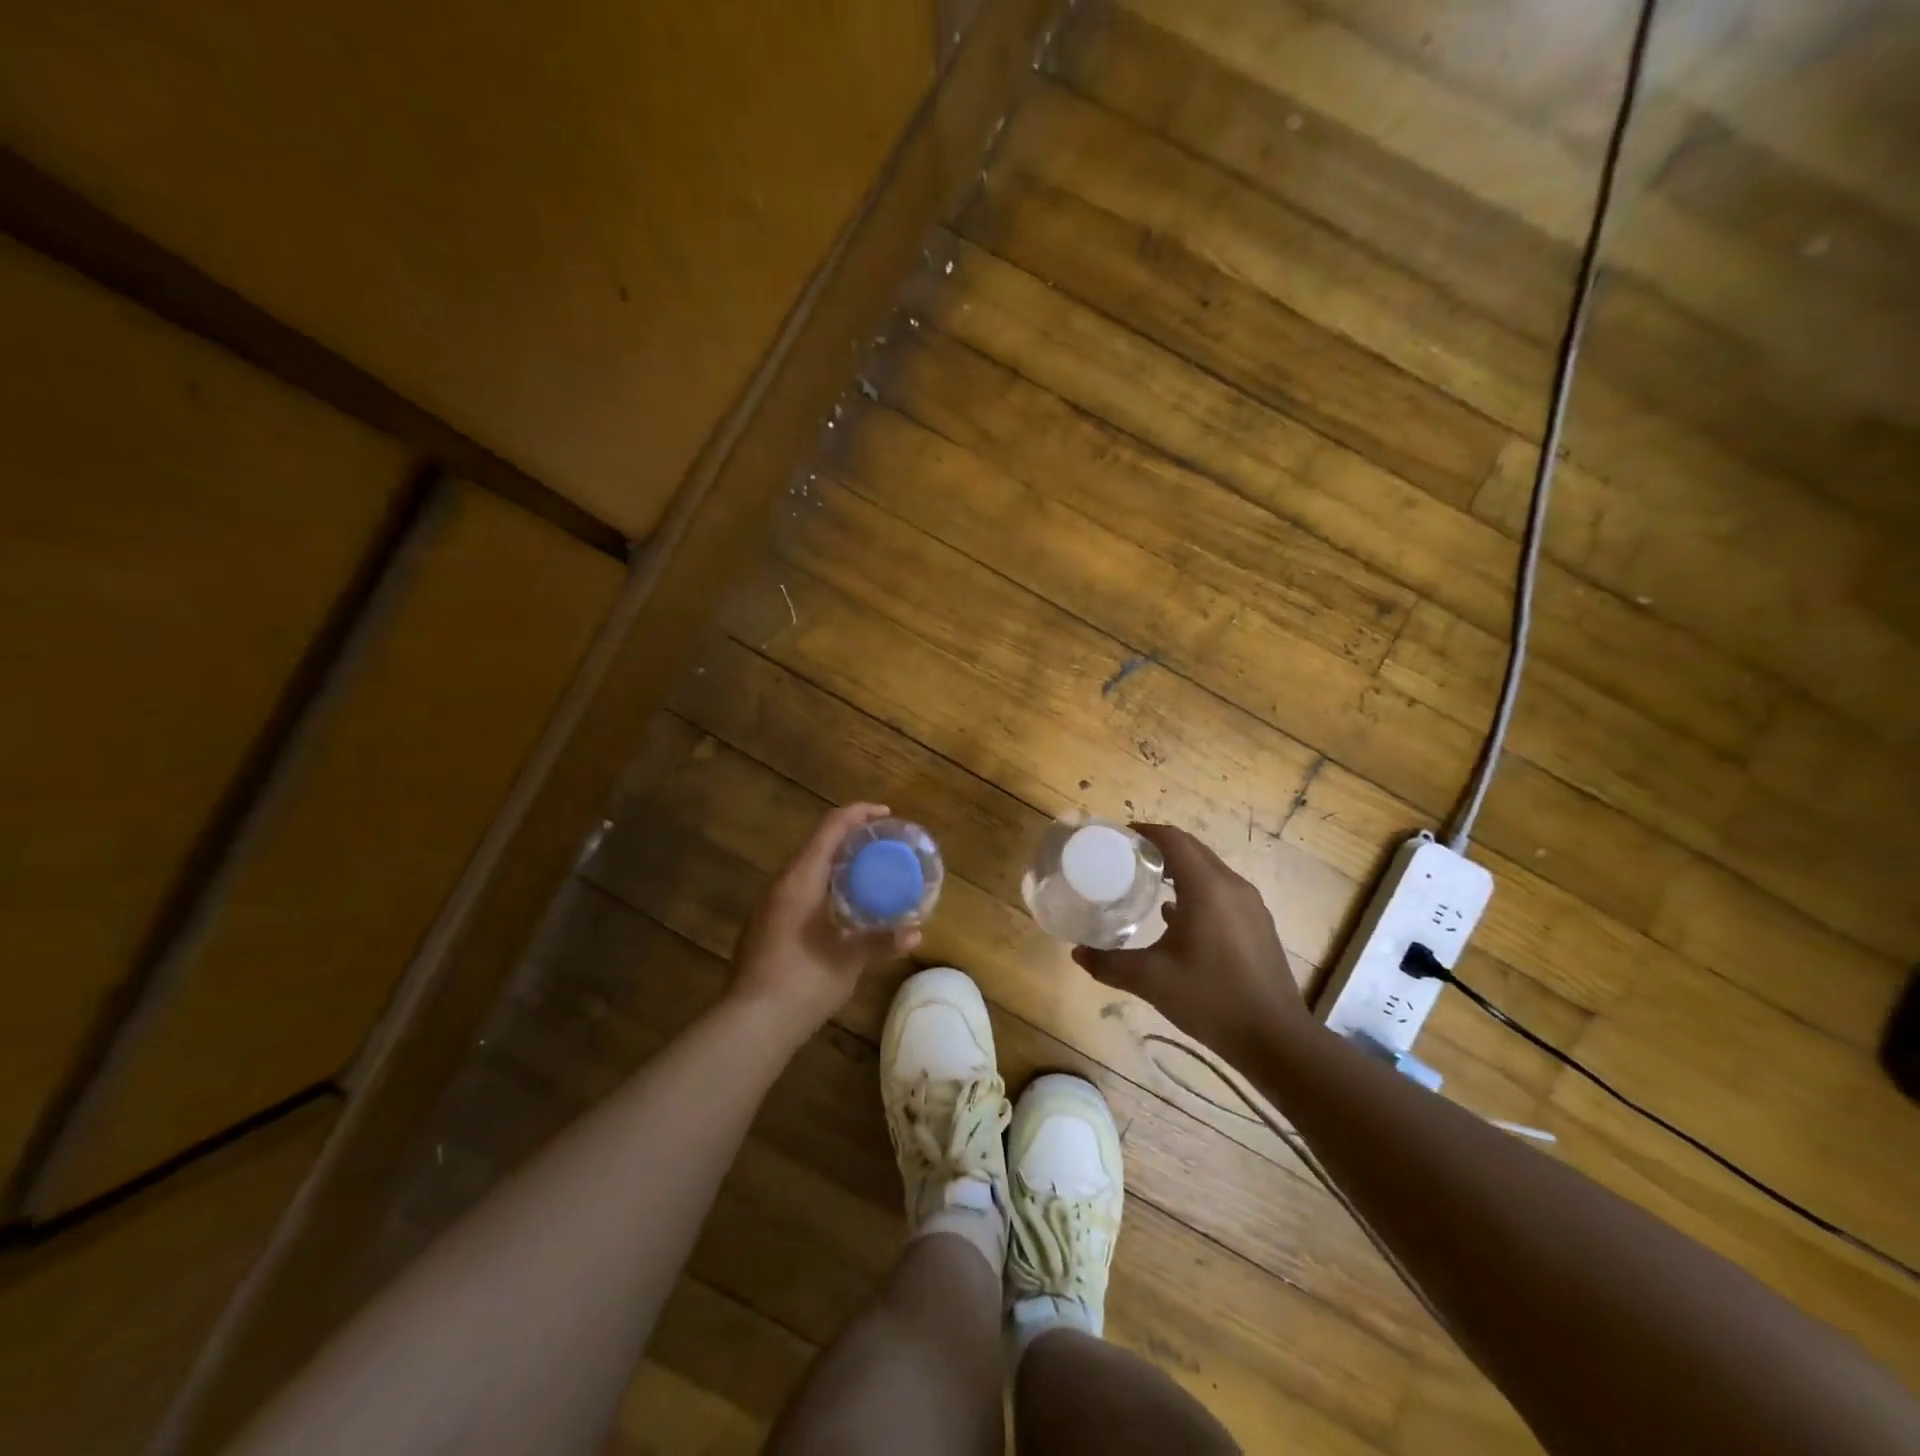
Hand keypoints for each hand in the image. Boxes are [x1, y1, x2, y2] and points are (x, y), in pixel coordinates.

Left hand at [730, 802, 919, 1037]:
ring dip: (834, 864)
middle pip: (816, 844)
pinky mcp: (763, 926)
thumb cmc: (803, 982)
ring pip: (805, 869)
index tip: (886, 815)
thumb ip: (882, 941)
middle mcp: (781, 884)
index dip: (858, 814)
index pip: (830, 828)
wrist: (750, 1024)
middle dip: (849, 839)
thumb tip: (916, 932)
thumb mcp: (849, 961)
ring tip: (866, 874)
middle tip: (881, 846)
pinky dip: (822, 886)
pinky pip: (797, 891)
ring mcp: (767, 906)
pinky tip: (839, 909)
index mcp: (800, 879)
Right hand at [1073, 824, 1309, 1064]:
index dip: (1146, 832)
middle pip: (1193, 850)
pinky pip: (1222, 891)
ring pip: (1210, 870)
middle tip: (1127, 859)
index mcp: (1206, 887)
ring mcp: (1250, 905)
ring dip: (1180, 869)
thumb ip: (1109, 964)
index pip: (1174, 840)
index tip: (1120, 837)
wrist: (1275, 1039)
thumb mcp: (1151, 980)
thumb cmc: (1211, 999)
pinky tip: (1176, 916)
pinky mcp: (1258, 924)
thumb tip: (1078, 954)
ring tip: (1148, 883)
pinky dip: (1197, 890)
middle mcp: (1232, 886)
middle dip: (1160, 847)